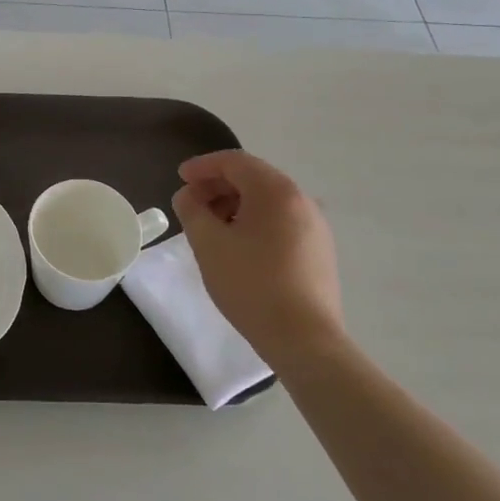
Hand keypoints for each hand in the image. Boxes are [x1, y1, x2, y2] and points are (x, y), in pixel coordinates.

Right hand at [172, 150, 344, 368]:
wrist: (304, 339)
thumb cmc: (251, 284)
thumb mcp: (208, 244)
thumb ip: (191, 210)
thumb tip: (189, 195)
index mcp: (276, 191)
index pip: (234, 162)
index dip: (203, 166)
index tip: (179, 178)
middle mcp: (301, 200)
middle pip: (253, 178)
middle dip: (218, 186)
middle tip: (191, 203)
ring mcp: (315, 226)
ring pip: (268, 201)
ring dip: (235, 205)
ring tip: (212, 227)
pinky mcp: (320, 250)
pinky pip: (281, 221)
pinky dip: (255, 222)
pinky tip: (239, 246)